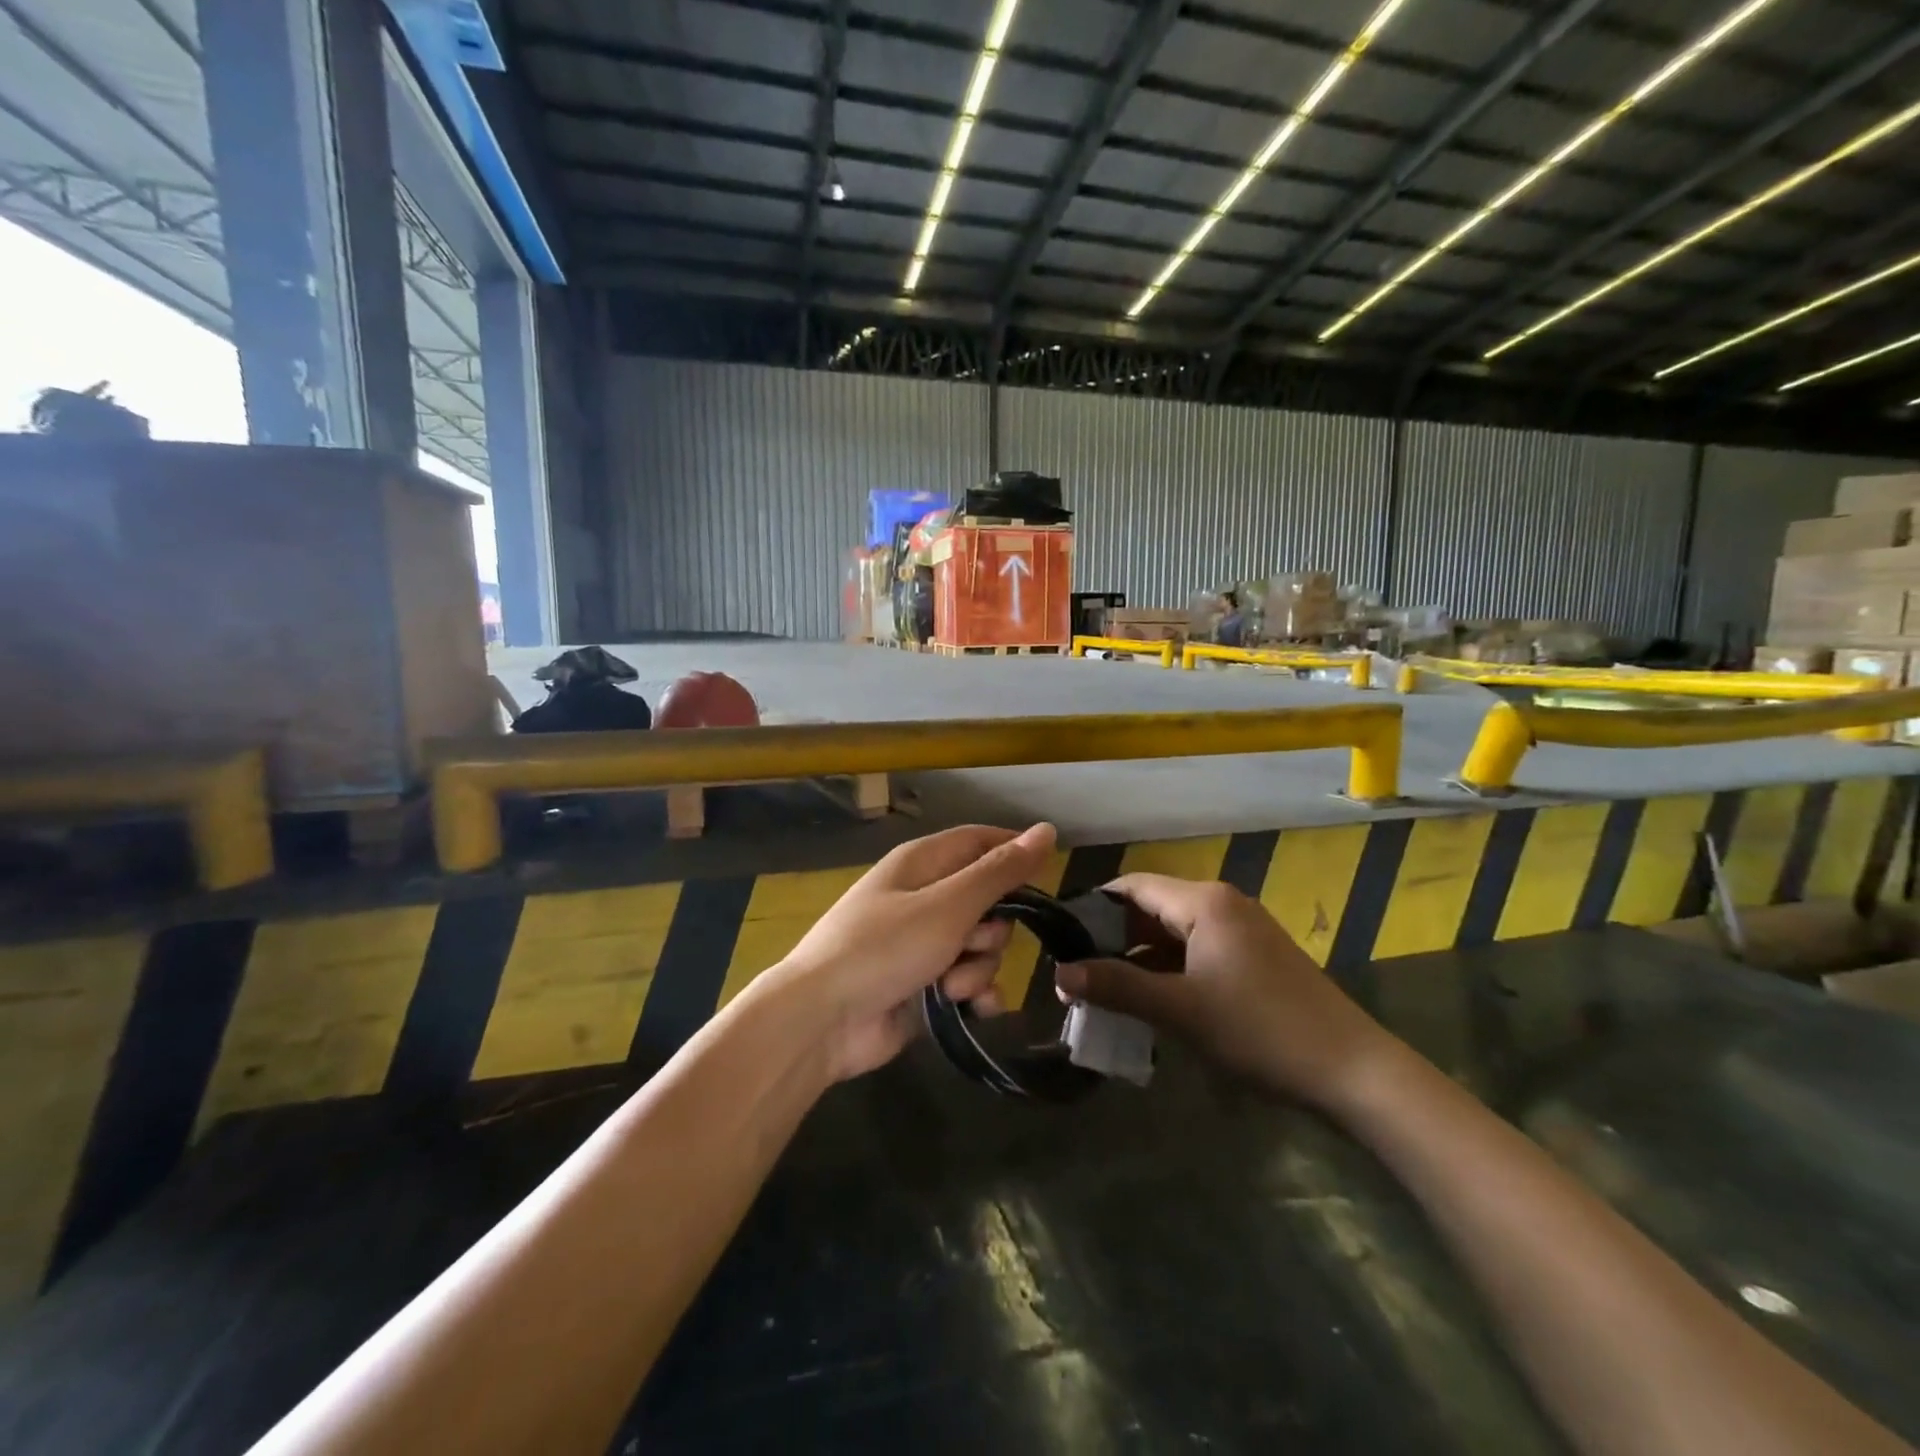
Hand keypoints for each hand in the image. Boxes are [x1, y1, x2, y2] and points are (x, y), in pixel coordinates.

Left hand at [748, 822, 1057, 1082]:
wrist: (822, 1020)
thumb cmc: (884, 948)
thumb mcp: (948, 905)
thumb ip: (999, 872)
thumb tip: (1046, 830)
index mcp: (923, 863)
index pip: (980, 841)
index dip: (1014, 853)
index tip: (1046, 877)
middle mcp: (924, 897)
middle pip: (988, 900)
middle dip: (993, 929)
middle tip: (971, 943)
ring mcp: (923, 943)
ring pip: (981, 946)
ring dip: (978, 969)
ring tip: (951, 987)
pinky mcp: (924, 984)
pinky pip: (968, 981)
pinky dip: (974, 995)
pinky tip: (970, 1010)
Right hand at [1055, 875, 1396, 1108]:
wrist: (1353, 1071)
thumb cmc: (1260, 1030)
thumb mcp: (1180, 1010)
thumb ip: (1117, 986)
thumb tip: (1061, 972)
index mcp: (1203, 902)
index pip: (1132, 886)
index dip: (1093, 908)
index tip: (1061, 938)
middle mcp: (1222, 903)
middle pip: (1152, 907)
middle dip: (1114, 938)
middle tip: (1079, 972)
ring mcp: (1242, 930)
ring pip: (1174, 932)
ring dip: (1140, 957)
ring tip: (1106, 990)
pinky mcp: (1255, 957)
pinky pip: (1197, 950)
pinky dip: (1169, 969)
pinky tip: (1152, 1000)